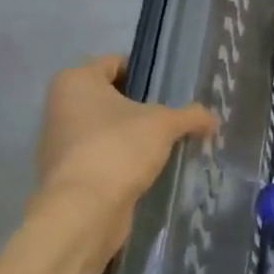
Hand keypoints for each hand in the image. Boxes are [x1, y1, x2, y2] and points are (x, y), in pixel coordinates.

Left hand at [33, 54, 216, 253]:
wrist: (84, 211)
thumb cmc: (118, 148)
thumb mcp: (164, 125)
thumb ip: (191, 116)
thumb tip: (213, 119)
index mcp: (76, 81)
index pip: (115, 62)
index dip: (146, 71)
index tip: (172, 88)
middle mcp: (61, 106)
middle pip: (110, 96)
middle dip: (141, 106)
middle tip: (174, 116)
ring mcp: (60, 142)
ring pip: (106, 128)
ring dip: (132, 135)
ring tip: (166, 144)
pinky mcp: (67, 173)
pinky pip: (102, 155)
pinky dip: (122, 159)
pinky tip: (148, 168)